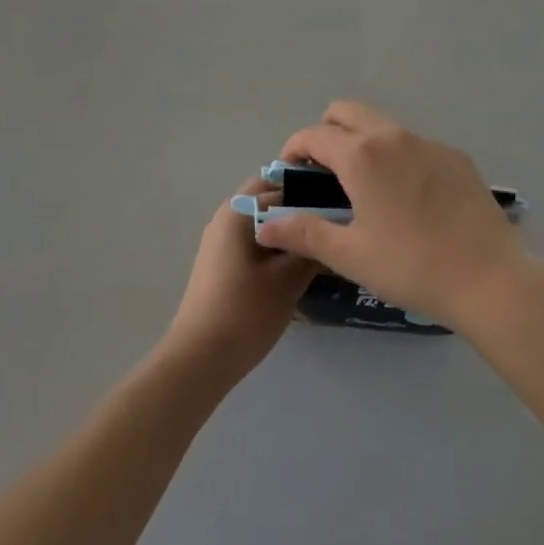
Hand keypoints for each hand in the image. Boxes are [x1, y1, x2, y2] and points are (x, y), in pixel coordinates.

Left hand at [163, 183, 318, 385]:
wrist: (200, 360)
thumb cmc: (246, 312)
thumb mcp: (289, 279)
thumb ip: (312, 246)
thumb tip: (332, 227)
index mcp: (239, 209)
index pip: (285, 185)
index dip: (316, 195)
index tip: (343, 210)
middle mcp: (226, 215)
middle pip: (270, 198)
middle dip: (300, 208)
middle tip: (332, 226)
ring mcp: (220, 240)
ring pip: (262, 220)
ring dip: (288, 228)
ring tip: (320, 246)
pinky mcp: (221, 262)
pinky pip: (254, 239)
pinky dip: (275, 245)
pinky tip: (296, 266)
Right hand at [254, 101, 526, 328]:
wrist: (489, 279)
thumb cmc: (411, 266)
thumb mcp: (350, 254)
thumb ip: (303, 233)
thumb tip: (264, 224)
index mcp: (362, 155)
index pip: (314, 134)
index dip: (294, 150)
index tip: (291, 174)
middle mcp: (393, 136)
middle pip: (347, 112)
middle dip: (326, 132)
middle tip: (324, 173)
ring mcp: (429, 143)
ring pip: (382, 125)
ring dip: (362, 142)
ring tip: (364, 187)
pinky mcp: (456, 157)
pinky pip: (414, 144)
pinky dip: (397, 156)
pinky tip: (408, 198)